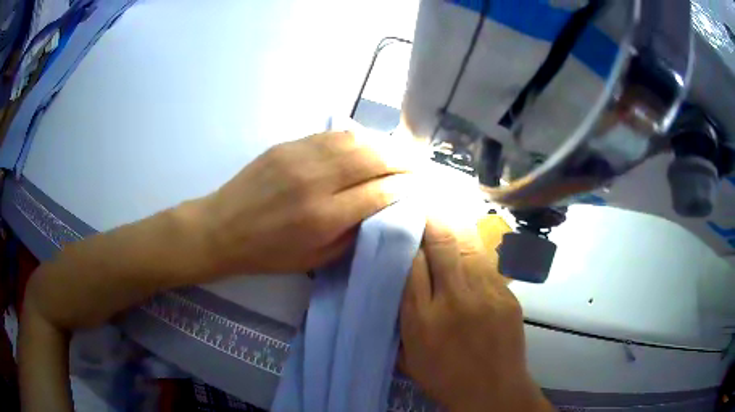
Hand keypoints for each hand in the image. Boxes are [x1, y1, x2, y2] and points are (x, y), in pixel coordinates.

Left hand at [199, 130, 418, 275]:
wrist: (222, 228)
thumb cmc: (267, 253)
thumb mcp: (313, 260)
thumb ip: (350, 236)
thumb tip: (379, 211)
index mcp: (323, 218)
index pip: (379, 193)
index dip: (404, 187)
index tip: (419, 185)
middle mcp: (316, 182)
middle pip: (373, 160)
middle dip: (402, 160)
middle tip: (418, 164)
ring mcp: (300, 158)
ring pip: (355, 141)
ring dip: (383, 145)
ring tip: (399, 151)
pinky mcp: (288, 145)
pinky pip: (331, 135)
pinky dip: (356, 138)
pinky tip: (367, 143)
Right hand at [399, 220, 553, 411]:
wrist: (493, 391)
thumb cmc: (445, 378)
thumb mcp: (409, 356)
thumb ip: (402, 319)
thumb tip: (402, 283)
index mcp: (423, 319)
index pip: (412, 264)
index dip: (407, 240)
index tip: (404, 226)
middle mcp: (455, 300)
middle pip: (442, 245)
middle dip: (432, 220)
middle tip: (425, 205)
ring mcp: (487, 294)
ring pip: (469, 245)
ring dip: (455, 226)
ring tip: (446, 213)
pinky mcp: (507, 295)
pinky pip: (488, 262)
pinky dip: (474, 248)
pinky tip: (469, 241)